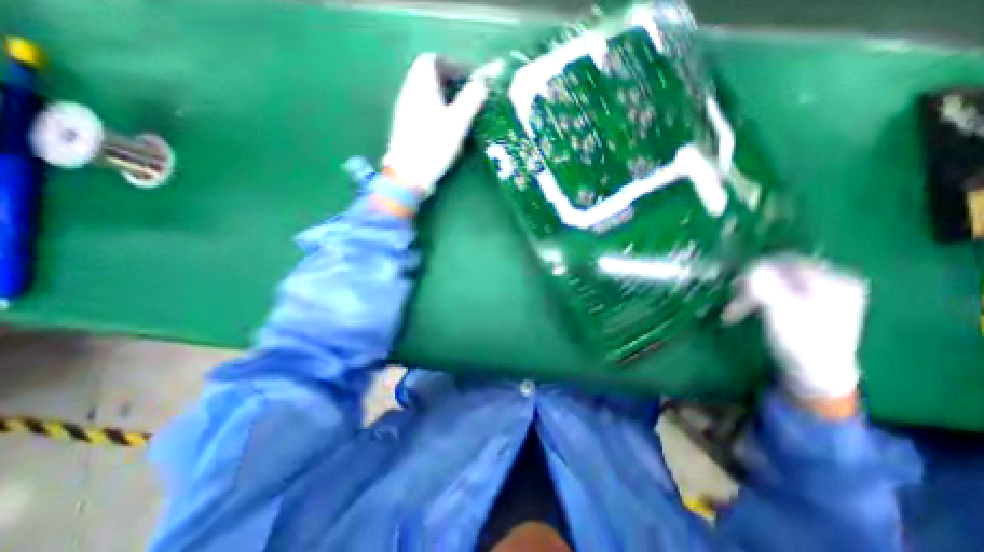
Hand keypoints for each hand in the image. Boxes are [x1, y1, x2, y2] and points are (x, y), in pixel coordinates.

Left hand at [384, 53, 491, 197]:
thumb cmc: (433, 145)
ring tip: (458, 110)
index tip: (467, 78)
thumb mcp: (457, 123)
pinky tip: (443, 124)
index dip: (451, 64)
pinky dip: (434, 107)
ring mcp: (404, 110)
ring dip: (441, 94)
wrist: (408, 174)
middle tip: (465, 93)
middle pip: (426, 75)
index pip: (432, 60)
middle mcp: (409, 93)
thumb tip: (482, 82)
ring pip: (423, 92)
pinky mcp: (404, 126)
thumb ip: (471, 99)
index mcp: (421, 86)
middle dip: (448, 79)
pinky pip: (420, 106)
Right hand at [733, 255, 862, 405]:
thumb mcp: (780, 310)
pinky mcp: (811, 304)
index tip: (734, 290)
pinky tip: (750, 310)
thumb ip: (766, 284)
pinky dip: (759, 299)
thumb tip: (751, 266)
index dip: (754, 272)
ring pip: (774, 282)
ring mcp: (823, 293)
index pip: (782, 261)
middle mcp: (832, 280)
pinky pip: (777, 291)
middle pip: (778, 271)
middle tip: (733, 301)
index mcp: (833, 279)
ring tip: (736, 311)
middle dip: (750, 285)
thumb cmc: (799, 342)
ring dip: (750, 294)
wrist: (816, 375)